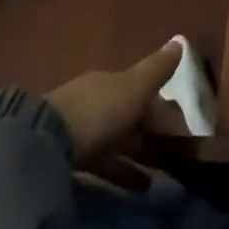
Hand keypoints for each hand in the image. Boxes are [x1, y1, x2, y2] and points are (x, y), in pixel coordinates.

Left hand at [46, 40, 184, 166]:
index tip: (185, 131)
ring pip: (117, 142)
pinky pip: (103, 164)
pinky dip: (121, 173)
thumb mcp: (134, 88)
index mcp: (110, 82)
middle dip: (153, 134)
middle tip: (176, 156)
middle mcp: (95, 102)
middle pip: (130, 117)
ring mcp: (79, 132)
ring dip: (138, 157)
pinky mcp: (68, 161)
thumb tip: (181, 40)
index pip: (144, 92)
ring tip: (159, 178)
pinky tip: (138, 188)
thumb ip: (157, 69)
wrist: (42, 147)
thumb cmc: (98, 111)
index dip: (165, 110)